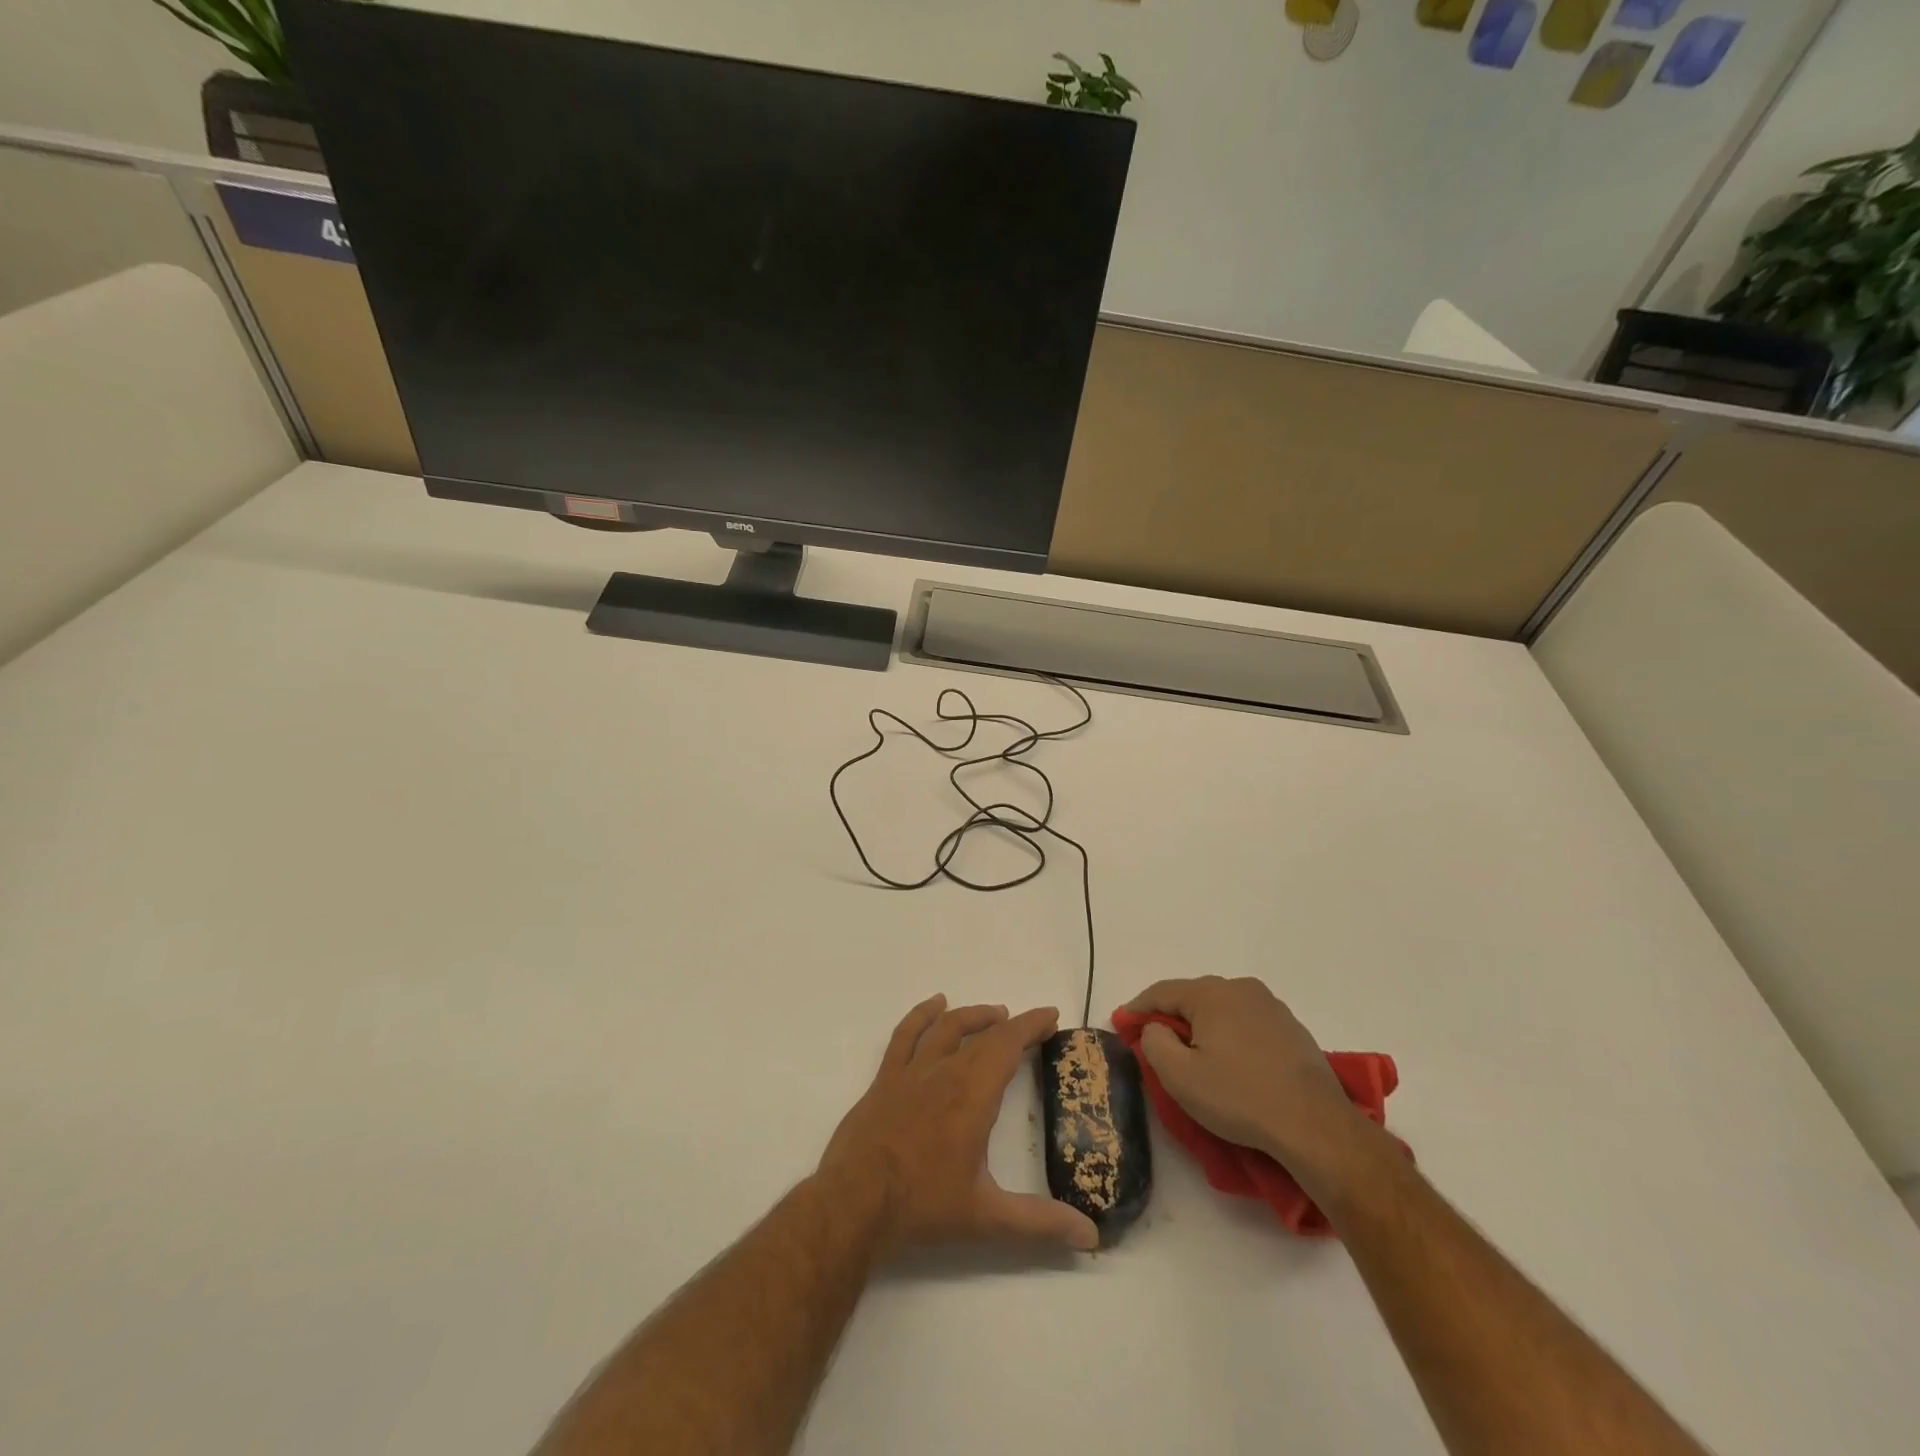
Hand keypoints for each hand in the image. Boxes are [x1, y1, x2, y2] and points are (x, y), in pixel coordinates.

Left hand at [818, 995, 1099, 1254]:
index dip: (1031, 1026)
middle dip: (1011, 1025)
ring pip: (946, 1028)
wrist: (853, 1203)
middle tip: (1032, 1025)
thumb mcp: (987, 1218)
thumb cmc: (922, 1205)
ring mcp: (911, 1072)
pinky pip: (906, 1035)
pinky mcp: (885, 1079)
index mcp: (972, 1095)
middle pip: (982, 1036)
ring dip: (973, 1016)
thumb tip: (1090, 1237)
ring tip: (995, 1013)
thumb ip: (1040, 1223)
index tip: (1051, 1016)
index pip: (1007, 1045)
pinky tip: (934, 1005)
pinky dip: (922, 1015)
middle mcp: (944, 1072)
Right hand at [1123, 976, 1384, 1197]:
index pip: (1161, 992)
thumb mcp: (1180, 1076)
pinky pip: (1247, 1025)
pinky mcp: (1293, 1030)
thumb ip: (1154, 1042)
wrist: (1315, 1126)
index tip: (1121, 1025)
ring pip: (1222, 1011)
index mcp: (1211, 993)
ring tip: (1195, 1058)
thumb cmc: (1239, 1097)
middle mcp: (1241, 988)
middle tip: (1156, 1045)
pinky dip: (1231, 1038)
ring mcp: (1271, 1007)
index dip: (1137, 1009)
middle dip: (1171, 1019)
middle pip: (1193, 998)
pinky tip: (1233, 1066)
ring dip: (1203, 1029)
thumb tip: (1156, 1027)